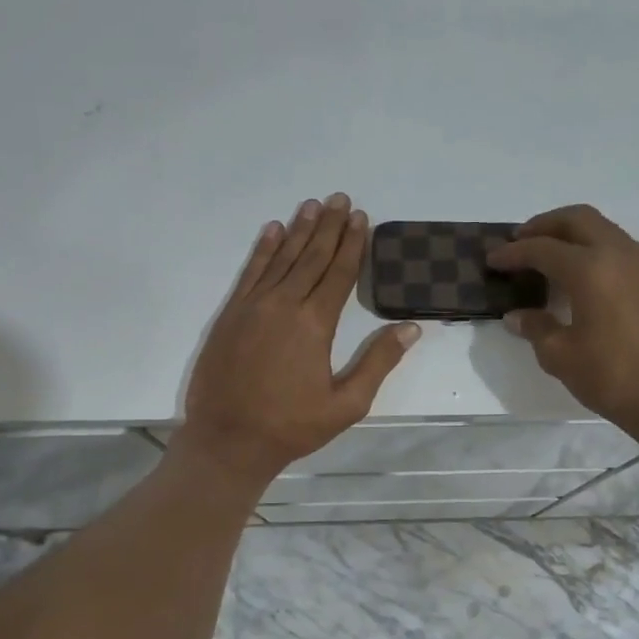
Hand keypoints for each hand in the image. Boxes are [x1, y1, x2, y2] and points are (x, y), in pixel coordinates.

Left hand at [178, 193, 420, 485]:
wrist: (228, 440)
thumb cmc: (292, 426)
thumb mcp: (346, 404)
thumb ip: (378, 363)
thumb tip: (410, 328)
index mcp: (315, 325)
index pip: (339, 274)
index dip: (353, 244)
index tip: (361, 217)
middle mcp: (284, 305)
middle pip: (311, 257)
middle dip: (329, 227)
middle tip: (341, 198)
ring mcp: (252, 307)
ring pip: (281, 258)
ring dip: (299, 230)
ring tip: (313, 205)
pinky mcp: (230, 315)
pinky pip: (250, 273)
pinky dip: (262, 250)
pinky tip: (272, 231)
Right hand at [488, 204, 638, 444]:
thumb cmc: (613, 377)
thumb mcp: (561, 356)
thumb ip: (536, 328)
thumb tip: (518, 316)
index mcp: (590, 268)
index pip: (542, 249)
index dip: (513, 253)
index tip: (493, 260)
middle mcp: (618, 254)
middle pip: (577, 220)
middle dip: (544, 226)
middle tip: (520, 241)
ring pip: (602, 229)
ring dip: (572, 235)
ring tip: (550, 256)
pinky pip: (619, 248)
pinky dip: (594, 249)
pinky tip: (583, 276)